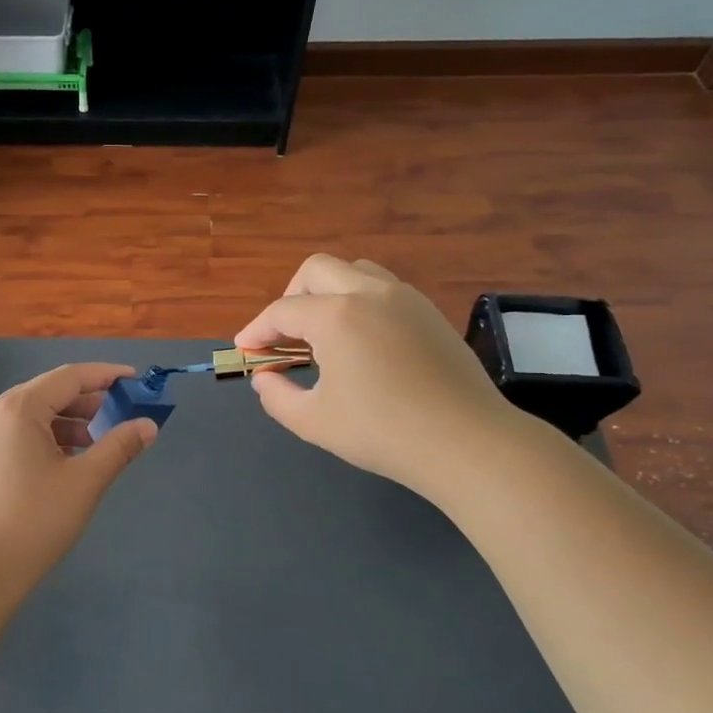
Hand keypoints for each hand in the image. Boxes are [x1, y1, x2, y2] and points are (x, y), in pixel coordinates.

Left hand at [0, 363, 157, 601]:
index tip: (134, 381)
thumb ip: (119, 447)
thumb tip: (148, 426)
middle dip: (86, 402)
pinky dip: (42, 438)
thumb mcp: (84, 482)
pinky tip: (64, 461)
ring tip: (96, 442)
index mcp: (16, 408)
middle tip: (121, 414)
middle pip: (46, 393)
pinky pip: (13, 434)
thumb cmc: (33, 522)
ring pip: (29, 416)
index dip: (105, 375)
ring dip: (65, 423)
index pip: (68, 377)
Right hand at [234, 255, 520, 498]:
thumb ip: (276, 395)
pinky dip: (358, 301)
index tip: (245, 350)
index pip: (282, 311)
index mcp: (336, 316)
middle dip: (290, 297)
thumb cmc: (383, 433)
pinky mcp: (429, 312)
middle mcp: (370, 293)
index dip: (256, 330)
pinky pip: (383, 288)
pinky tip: (360, 341)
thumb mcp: (313, 421)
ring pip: (354, 270)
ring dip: (327, 293)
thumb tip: (265, 377)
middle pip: (316, 270)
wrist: (467, 442)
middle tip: (283, 336)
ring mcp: (405, 298)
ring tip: (322, 333)